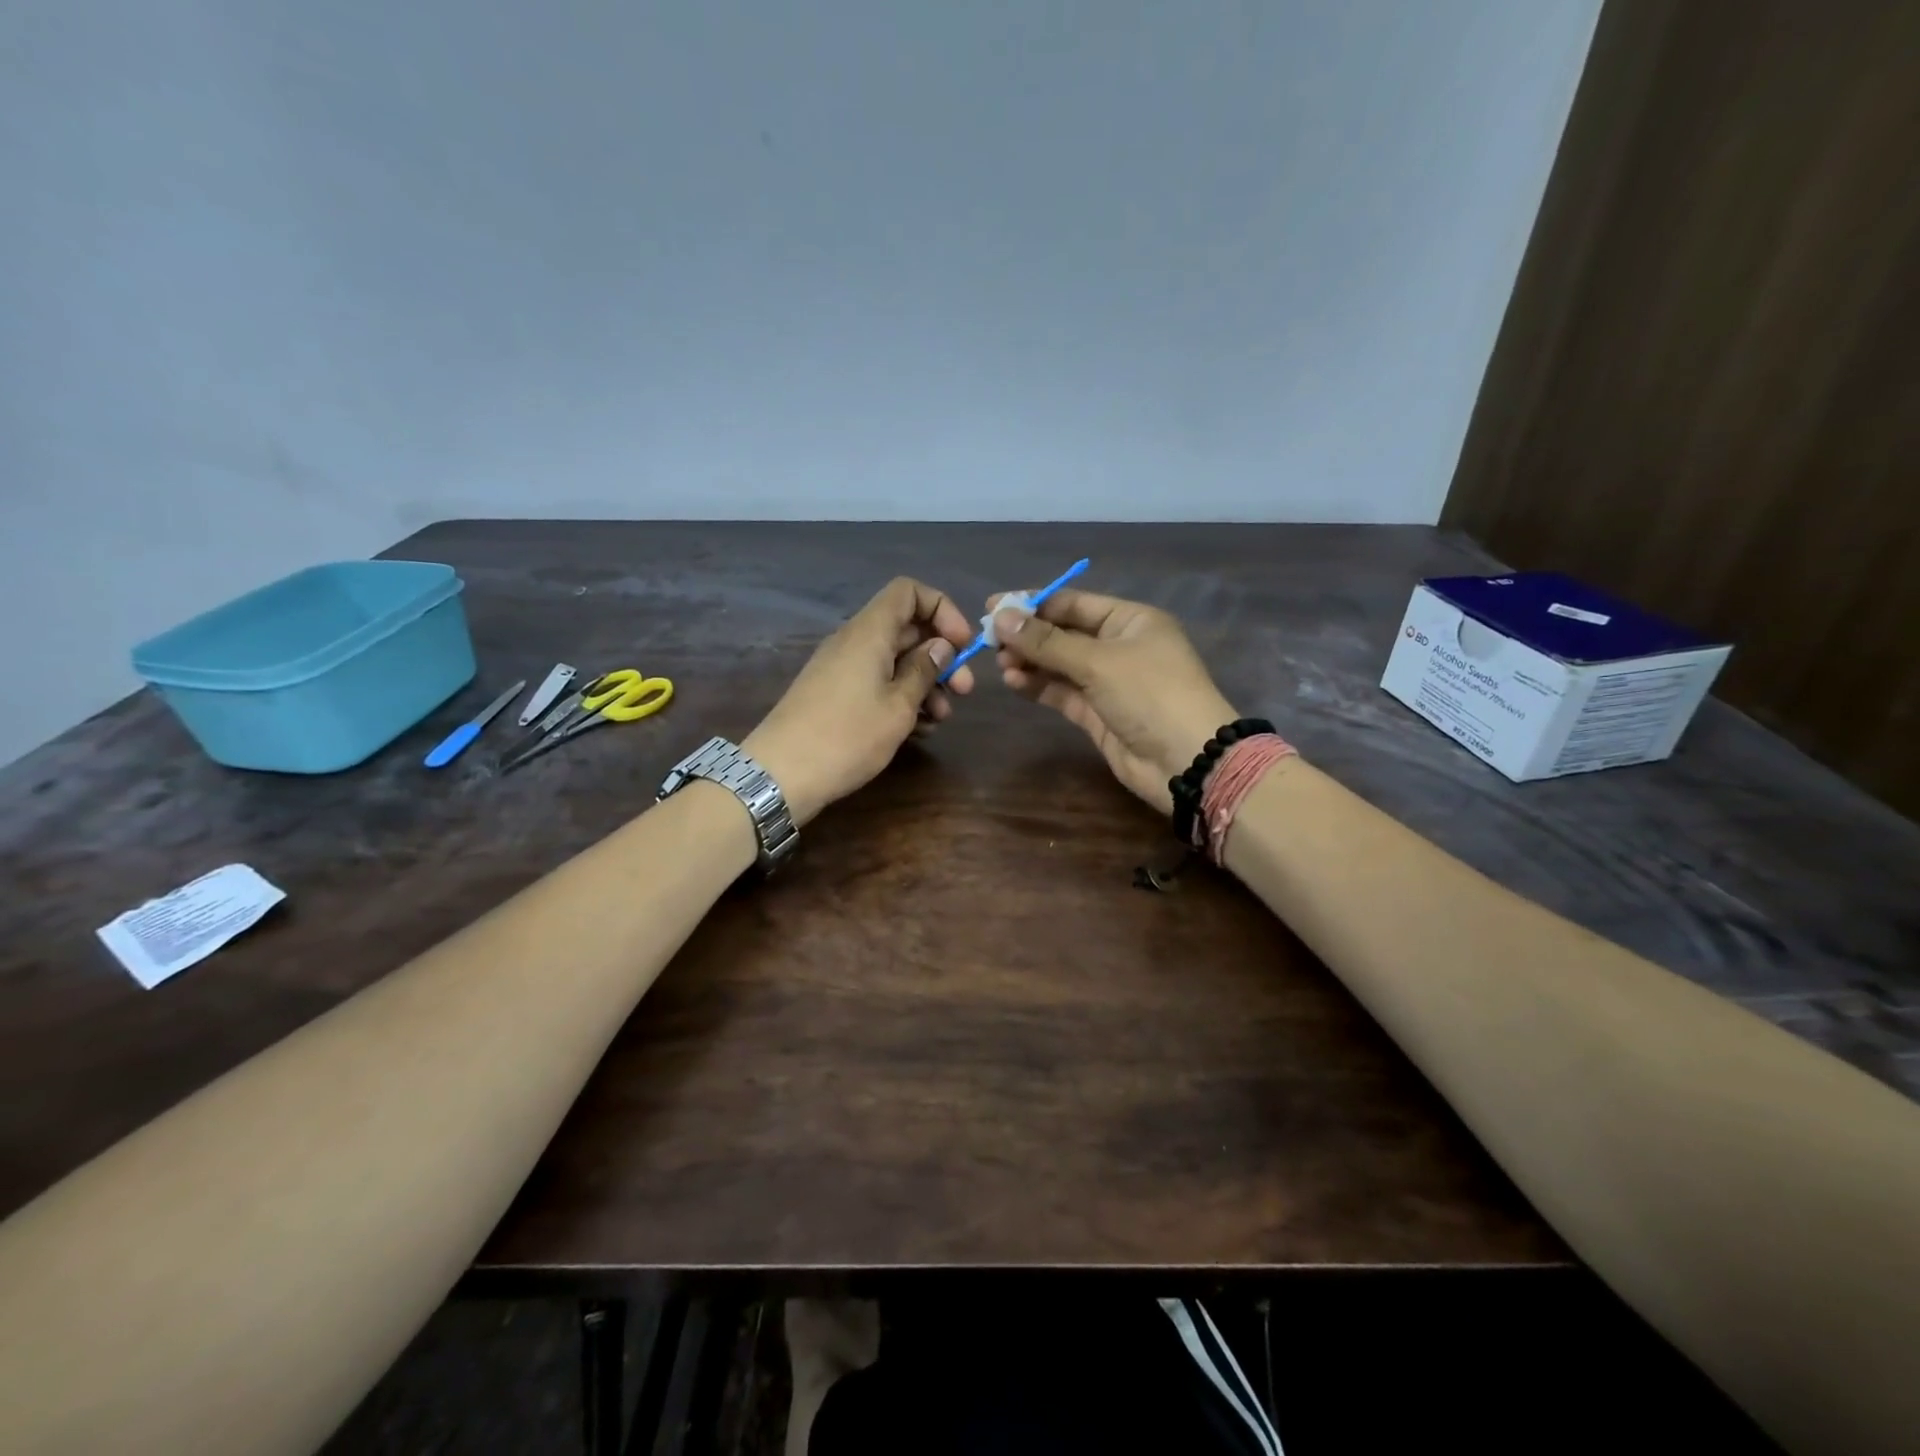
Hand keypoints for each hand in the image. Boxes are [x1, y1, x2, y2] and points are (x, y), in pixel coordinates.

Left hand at [743, 577, 975, 824]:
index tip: (962, 644)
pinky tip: (919, 729)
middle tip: (965, 691)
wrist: (781, 774)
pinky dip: (901, 698)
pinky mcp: (835, 695)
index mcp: (869, 632)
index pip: (908, 592)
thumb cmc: (847, 736)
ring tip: (942, 718)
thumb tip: (940, 647)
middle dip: (941, 656)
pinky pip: (876, 683)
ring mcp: (842, 669)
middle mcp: (854, 642)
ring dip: (925, 683)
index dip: (941, 609)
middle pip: (906, 629)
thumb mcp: (898, 707)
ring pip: (894, 660)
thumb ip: (923, 672)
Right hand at [991, 588, 1237, 811]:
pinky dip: (1038, 686)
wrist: (1187, 762)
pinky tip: (1012, 682)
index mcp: (1130, 621)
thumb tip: (1000, 617)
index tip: (993, 607)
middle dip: (1027, 636)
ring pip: (1060, 665)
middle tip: (988, 640)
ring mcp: (1108, 682)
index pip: (1073, 603)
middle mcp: (1119, 646)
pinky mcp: (1098, 713)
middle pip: (1063, 634)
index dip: (1033, 604)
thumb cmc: (1150, 695)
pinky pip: (1062, 692)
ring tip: (999, 663)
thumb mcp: (1098, 662)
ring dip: (1030, 662)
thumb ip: (1047, 642)